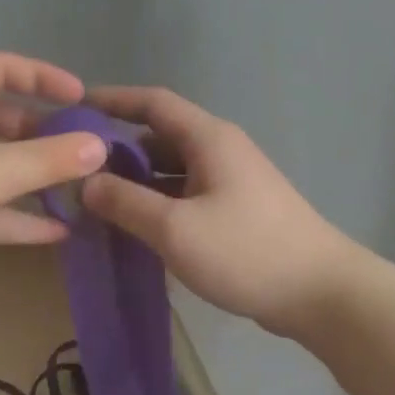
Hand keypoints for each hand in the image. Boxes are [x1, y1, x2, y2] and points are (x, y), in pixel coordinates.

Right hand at [82, 86, 354, 335]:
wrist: (320, 293)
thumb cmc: (246, 252)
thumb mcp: (175, 229)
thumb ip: (126, 203)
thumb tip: (86, 183)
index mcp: (208, 139)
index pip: (153, 102)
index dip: (112, 100)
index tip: (73, 108)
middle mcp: (220, 151)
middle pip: (160, 137)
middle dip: (117, 150)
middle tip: (74, 171)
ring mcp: (231, 182)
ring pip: (172, 171)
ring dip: (136, 182)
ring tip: (95, 202)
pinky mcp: (236, 212)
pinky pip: (186, 196)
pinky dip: (158, 204)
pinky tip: (135, 227)